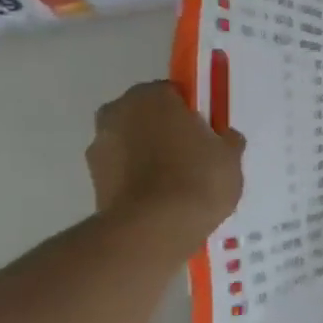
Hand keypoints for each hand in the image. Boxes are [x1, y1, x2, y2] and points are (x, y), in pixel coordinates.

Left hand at [87, 81, 244, 248]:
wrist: (154, 229)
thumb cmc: (198, 178)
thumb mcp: (230, 156)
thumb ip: (227, 140)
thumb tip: (223, 137)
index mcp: (151, 96)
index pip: (174, 93)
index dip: (192, 112)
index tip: (207, 132)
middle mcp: (117, 112)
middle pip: (147, 116)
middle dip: (165, 131)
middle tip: (193, 155)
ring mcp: (99, 147)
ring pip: (132, 144)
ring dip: (149, 156)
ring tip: (177, 184)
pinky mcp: (93, 181)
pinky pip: (124, 171)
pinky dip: (138, 179)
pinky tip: (162, 199)